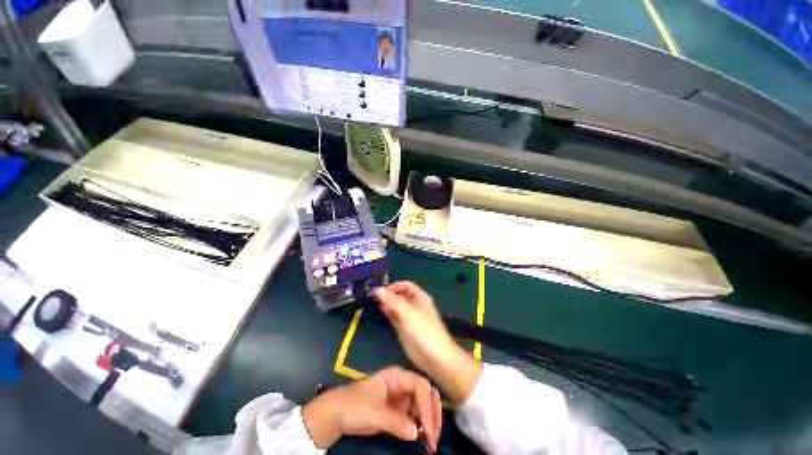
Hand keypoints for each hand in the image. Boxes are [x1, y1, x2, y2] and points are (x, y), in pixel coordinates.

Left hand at [302, 366, 441, 451]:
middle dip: (433, 414)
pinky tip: (423, 439)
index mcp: (398, 376)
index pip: (420, 386)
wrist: (340, 413)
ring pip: (425, 405)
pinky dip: (422, 427)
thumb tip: (417, 434)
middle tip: (434, 438)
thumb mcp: (373, 413)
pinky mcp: (401, 409)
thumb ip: (395, 422)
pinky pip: (417, 416)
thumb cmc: (354, 406)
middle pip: (427, 393)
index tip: (427, 429)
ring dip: (430, 422)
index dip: (426, 406)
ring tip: (431, 442)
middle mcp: (404, 384)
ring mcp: (403, 396)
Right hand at [373, 282, 482, 403]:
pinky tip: (382, 312)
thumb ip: (392, 301)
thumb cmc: (423, 330)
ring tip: (376, 304)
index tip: (382, 290)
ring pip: (397, 306)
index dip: (395, 286)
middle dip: (390, 294)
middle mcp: (415, 305)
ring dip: (388, 304)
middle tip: (375, 297)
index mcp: (420, 297)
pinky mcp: (405, 329)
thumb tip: (378, 289)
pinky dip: (389, 313)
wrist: (434, 357)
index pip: (406, 285)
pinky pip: (396, 317)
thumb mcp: (407, 312)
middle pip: (401, 295)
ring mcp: (410, 318)